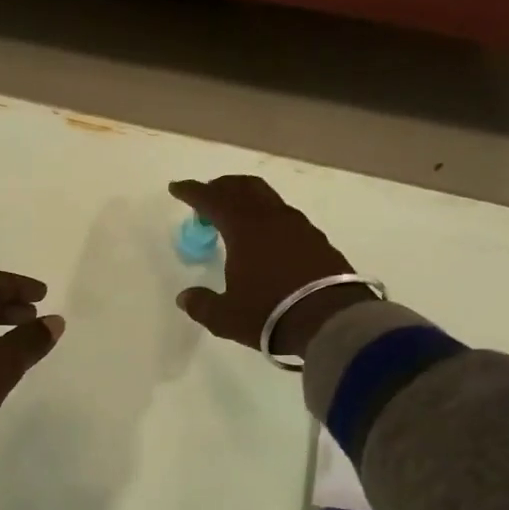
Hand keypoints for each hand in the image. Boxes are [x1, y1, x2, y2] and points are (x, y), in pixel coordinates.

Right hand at [168, 175, 372, 357]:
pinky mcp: (318, 241)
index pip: (212, 200)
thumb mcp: (225, 317)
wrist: (331, 321)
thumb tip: (185, 297)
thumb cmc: (269, 314)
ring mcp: (299, 227)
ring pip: (268, 200)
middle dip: (222, 187)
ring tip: (235, 218)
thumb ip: (202, 304)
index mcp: (244, 229)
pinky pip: (285, 218)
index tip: (177, 188)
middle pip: (243, 188)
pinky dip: (268, 219)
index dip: (192, 192)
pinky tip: (266, 239)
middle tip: (207, 196)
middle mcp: (272, 219)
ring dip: (247, 201)